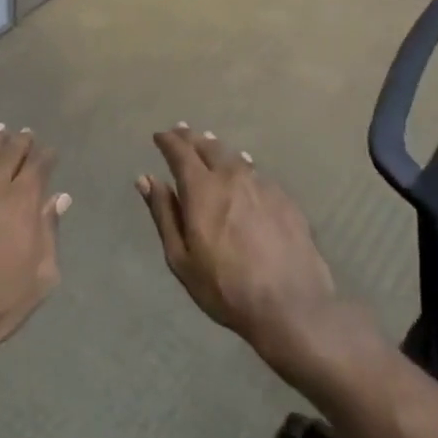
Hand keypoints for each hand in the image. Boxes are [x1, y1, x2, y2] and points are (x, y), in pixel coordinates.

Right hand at [137, 125, 335, 352]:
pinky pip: (258, 173)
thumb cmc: (225, 287)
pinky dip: (244, 165)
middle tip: (181, 131)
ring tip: (209, 143)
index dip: (168, 141)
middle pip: (209, 147)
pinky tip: (245, 169)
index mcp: (202, 189)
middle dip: (191, 138)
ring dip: (217, 148)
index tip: (159, 136)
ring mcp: (263, 186)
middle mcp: (232, 177)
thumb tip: (146, 179)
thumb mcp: (181, 257)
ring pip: (235, 156)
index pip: (180, 152)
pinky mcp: (285, 200)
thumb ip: (164, 213)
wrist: (292, 306)